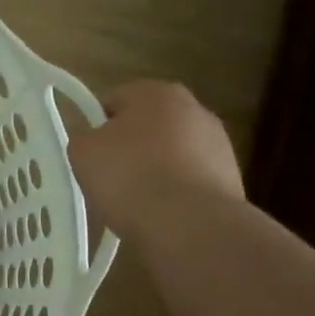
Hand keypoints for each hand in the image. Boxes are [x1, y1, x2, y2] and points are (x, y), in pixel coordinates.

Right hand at [67, 80, 242, 239]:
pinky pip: (190, 178)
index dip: (97, 126)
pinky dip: (176, 191)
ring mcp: (219, 143)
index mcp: (156, 92)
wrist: (189, 224)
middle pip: (148, 124)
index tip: (91, 153)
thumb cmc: (129, 176)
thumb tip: (97, 142)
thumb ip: (85, 137)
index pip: (115, 99)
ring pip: (172, 152)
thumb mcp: (81, 152)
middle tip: (110, 175)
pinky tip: (162, 212)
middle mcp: (194, 108)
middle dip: (131, 145)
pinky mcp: (232, 177)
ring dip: (156, 168)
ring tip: (137, 200)